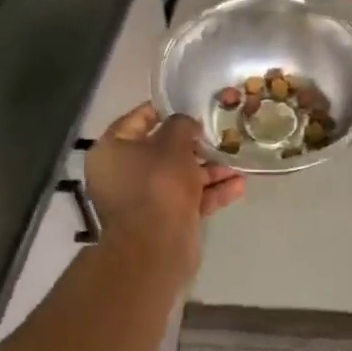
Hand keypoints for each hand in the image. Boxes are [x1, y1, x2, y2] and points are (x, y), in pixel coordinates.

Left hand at [84, 103, 245, 272]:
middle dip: (194, 144)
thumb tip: (186, 124)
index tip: (189, 103)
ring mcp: (143, 200)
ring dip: (209, 170)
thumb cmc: (158, 184)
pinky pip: (188, 200)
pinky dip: (210, 192)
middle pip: (161, 151)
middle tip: (220, 133)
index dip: (164, 109)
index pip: (137, 120)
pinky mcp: (163, 220)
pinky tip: (239, 185)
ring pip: (179, 177)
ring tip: (238, 160)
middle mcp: (122, 174)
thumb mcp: (173, 143)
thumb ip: (181, 125)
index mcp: (112, 151)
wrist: (156, 246)